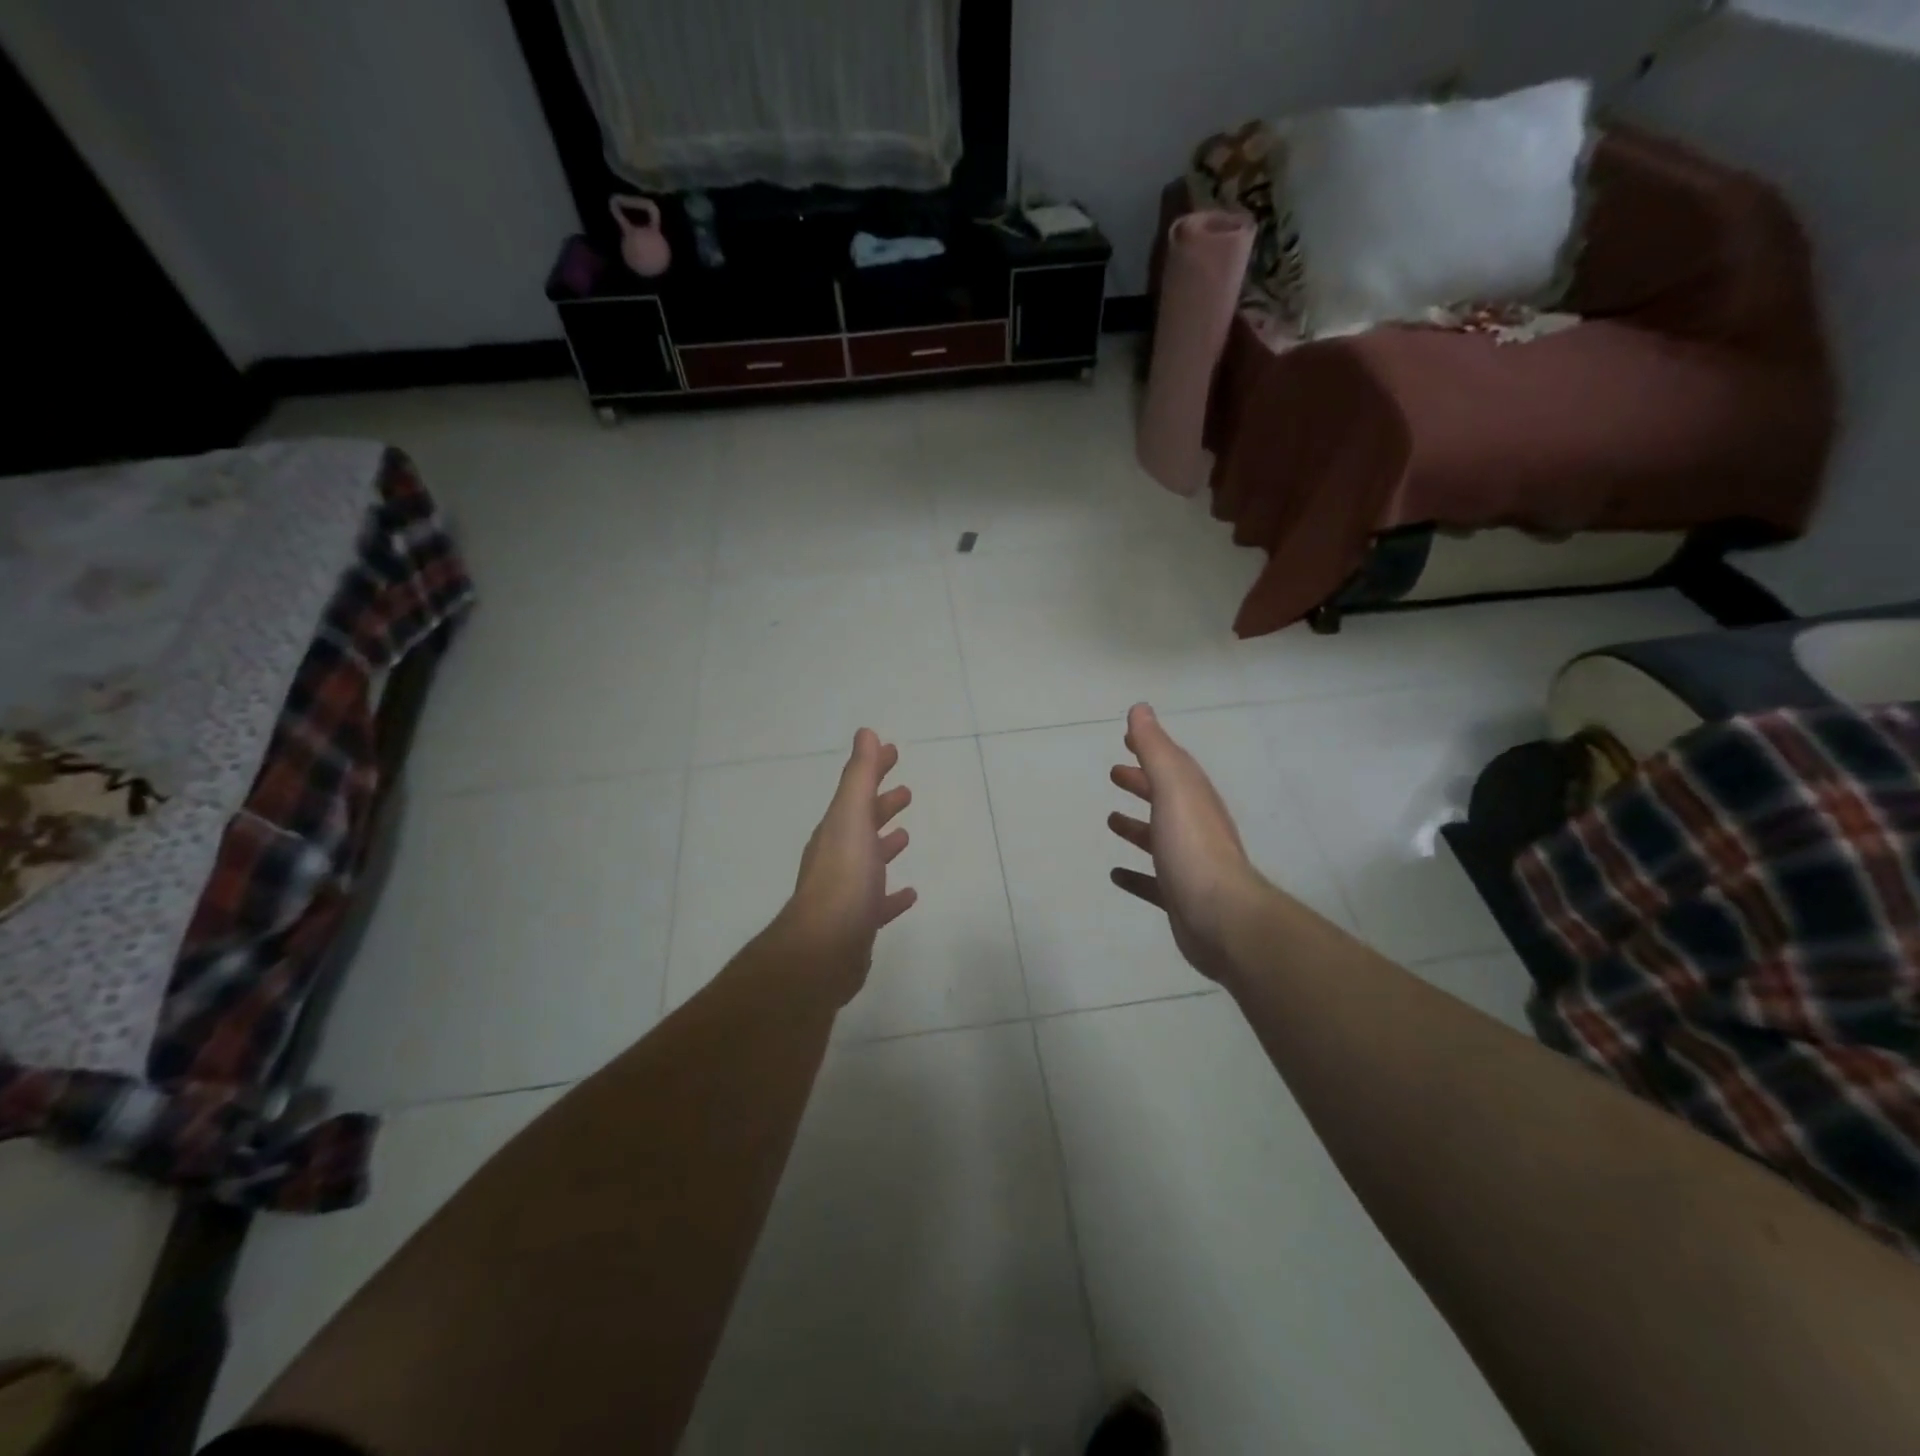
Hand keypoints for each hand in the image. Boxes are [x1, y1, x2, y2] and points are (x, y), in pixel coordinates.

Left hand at [775, 728, 917, 1003]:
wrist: (825, 948)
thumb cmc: (843, 877)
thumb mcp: (851, 817)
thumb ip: (860, 776)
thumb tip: (865, 732)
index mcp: (836, 830)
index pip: (857, 791)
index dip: (874, 770)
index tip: (892, 752)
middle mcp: (838, 857)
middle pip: (861, 823)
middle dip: (881, 804)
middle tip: (905, 791)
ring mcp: (847, 892)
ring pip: (869, 860)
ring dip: (885, 844)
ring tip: (906, 834)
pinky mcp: (858, 924)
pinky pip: (878, 902)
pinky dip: (892, 895)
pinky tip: (909, 894)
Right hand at [1108, 703, 1268, 984]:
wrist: (1222, 918)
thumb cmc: (1193, 847)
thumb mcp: (1172, 789)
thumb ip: (1155, 749)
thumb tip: (1140, 709)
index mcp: (1193, 798)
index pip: (1172, 764)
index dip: (1150, 748)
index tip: (1127, 737)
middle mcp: (1194, 826)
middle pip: (1166, 798)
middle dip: (1142, 783)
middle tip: (1114, 774)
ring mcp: (1188, 863)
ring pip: (1159, 837)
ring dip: (1136, 826)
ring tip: (1110, 820)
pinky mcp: (1179, 896)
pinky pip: (1153, 880)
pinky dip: (1135, 874)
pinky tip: (1117, 875)